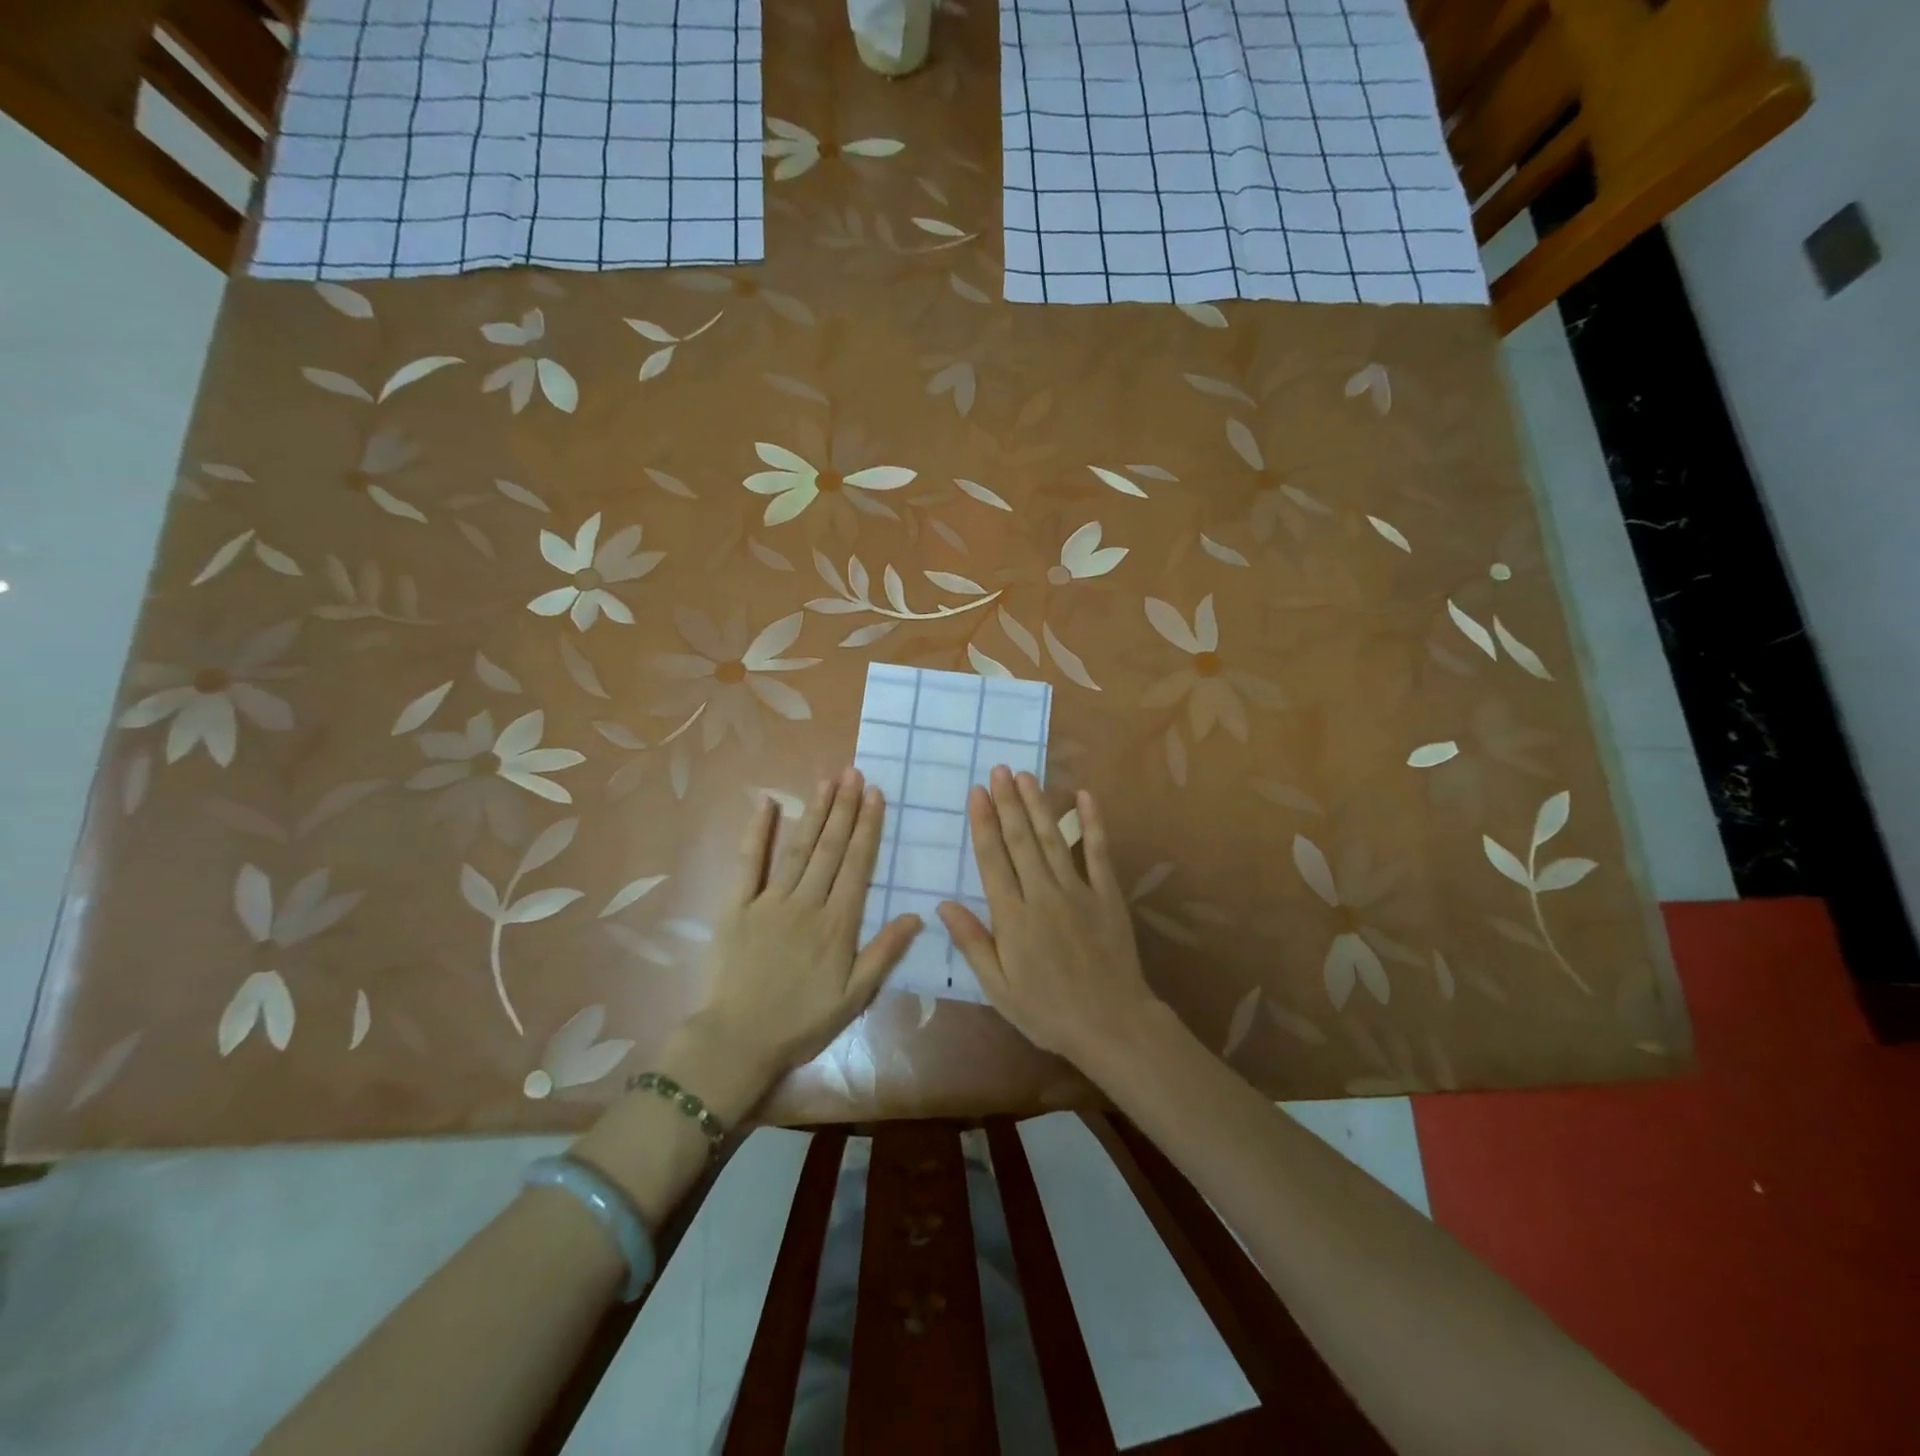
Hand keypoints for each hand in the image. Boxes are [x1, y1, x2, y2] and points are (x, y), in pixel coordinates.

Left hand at [693, 767, 921, 1090]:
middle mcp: (806, 903)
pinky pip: (747, 863)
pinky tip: (766, 804)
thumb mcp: (854, 997)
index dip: (868, 827)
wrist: (738, 1040)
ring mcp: (769, 901)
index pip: (857, 865)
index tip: (876, 794)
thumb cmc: (802, 1021)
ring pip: (798, 848)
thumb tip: (917, 915)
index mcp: (837, 923)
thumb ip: (885, 953)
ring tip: (828, 782)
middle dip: (845, 808)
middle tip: (855, 773)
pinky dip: (756, 832)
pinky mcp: (737, 906)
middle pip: (830, 848)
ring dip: (814, 813)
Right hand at [938, 768, 1161, 1067]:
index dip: (983, 824)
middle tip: (998, 770)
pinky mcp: (1107, 894)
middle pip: (1021, 840)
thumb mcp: (999, 988)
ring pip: (1052, 839)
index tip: (976, 793)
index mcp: (1013, 917)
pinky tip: (1084, 796)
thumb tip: (944, 904)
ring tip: (1026, 775)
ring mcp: (1078, 891)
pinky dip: (1092, 822)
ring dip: (1038, 804)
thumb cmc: (1048, 1011)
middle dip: (1008, 802)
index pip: (993, 860)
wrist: (1112, 1024)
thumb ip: (973, 943)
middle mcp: (1042, 895)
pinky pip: (1098, 852)